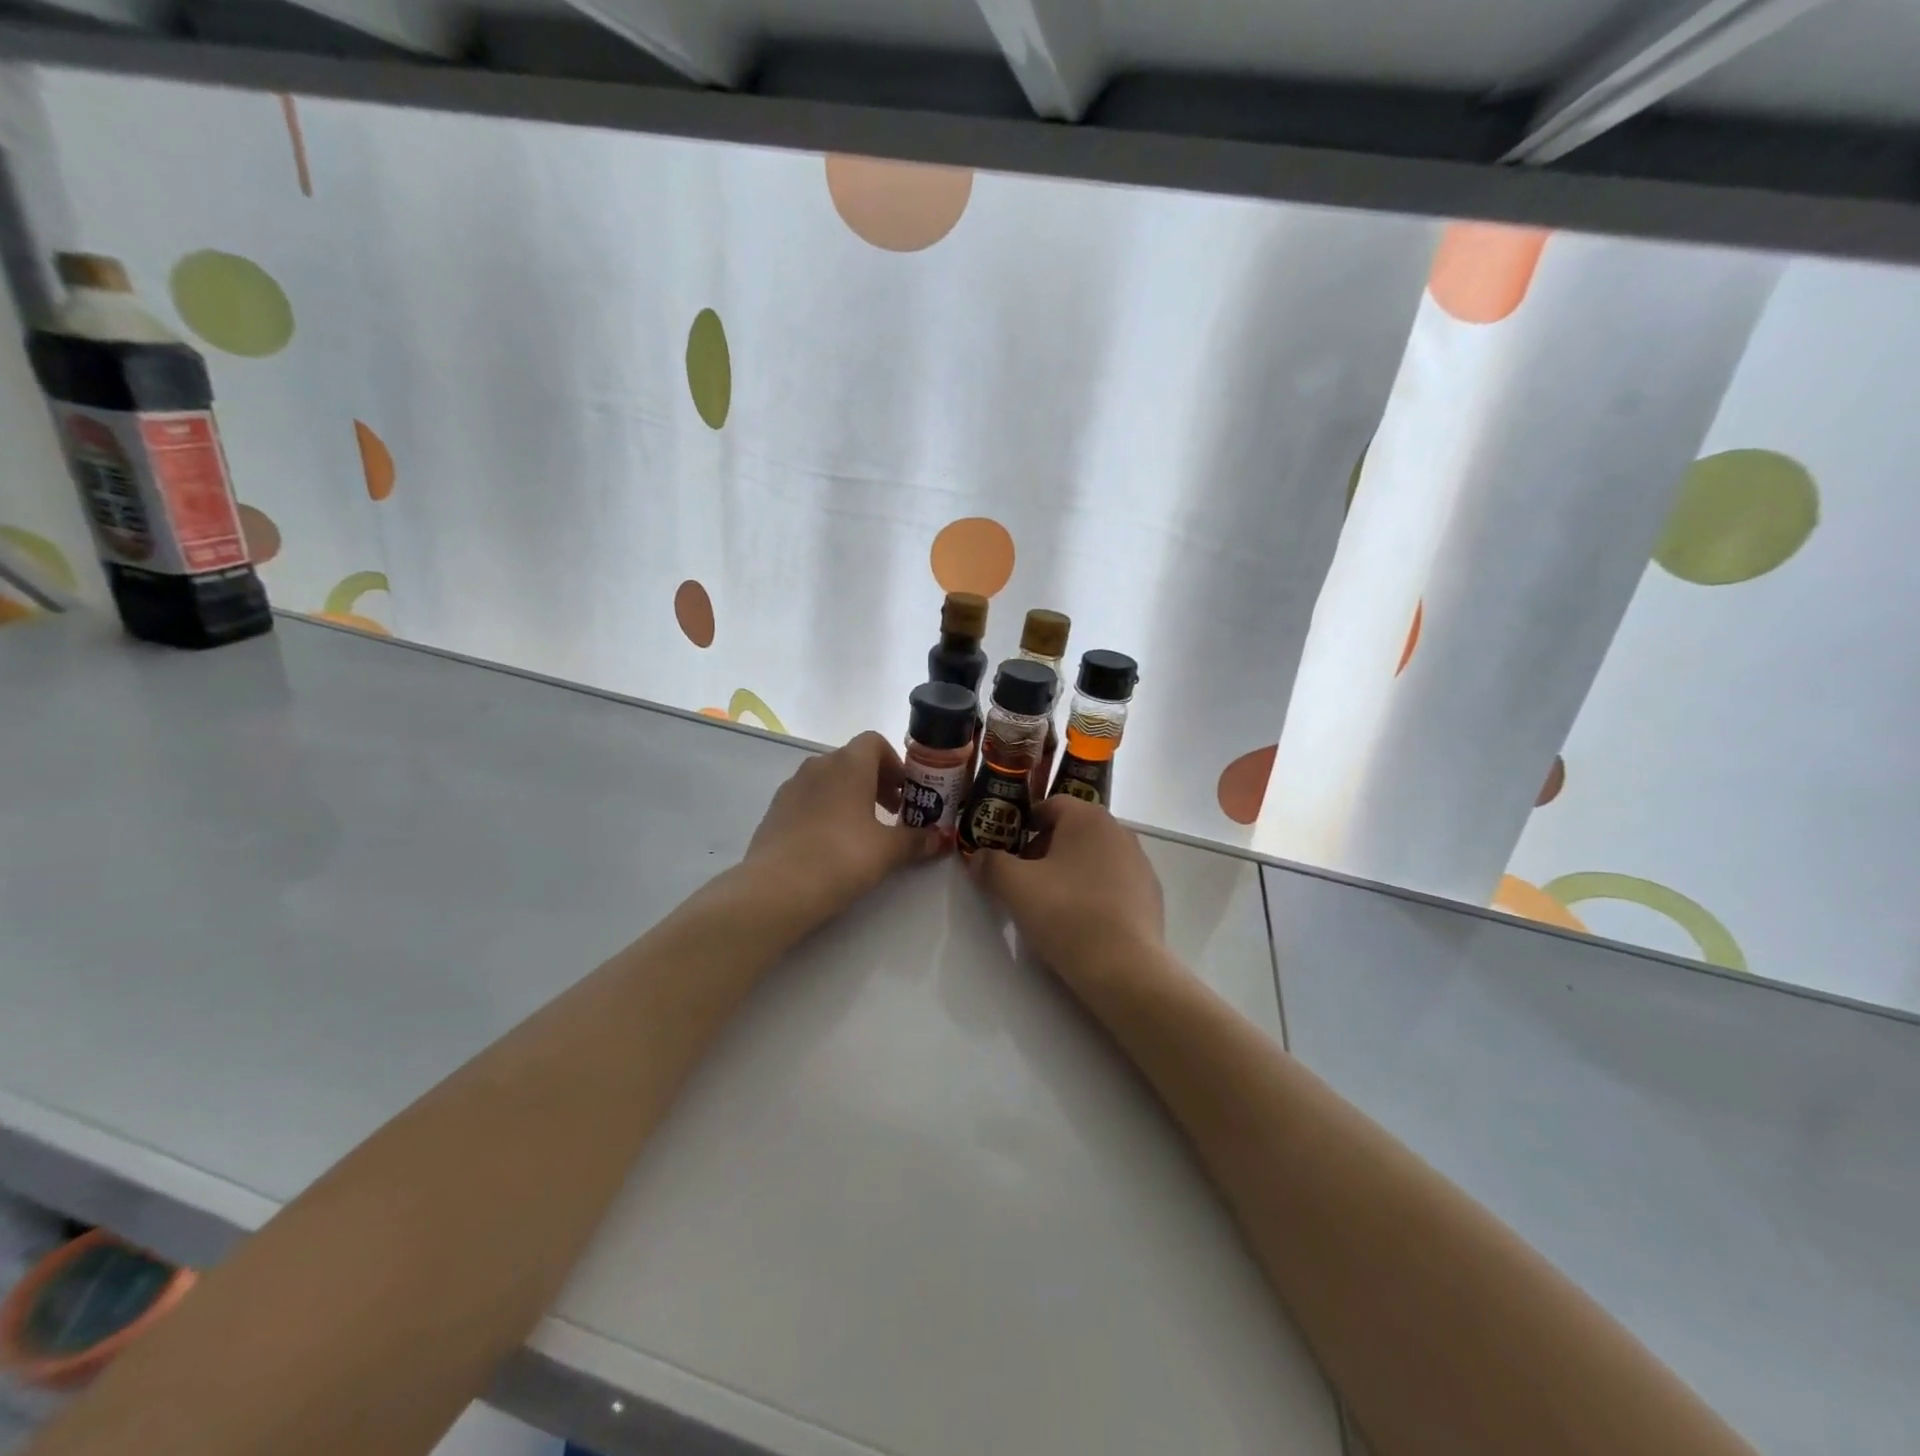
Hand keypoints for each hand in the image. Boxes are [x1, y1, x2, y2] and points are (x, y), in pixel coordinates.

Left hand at [743, 731, 944, 924]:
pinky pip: (809, 799)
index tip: (906, 793)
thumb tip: (941, 839)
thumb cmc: (841, 857)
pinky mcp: (775, 810)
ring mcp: (792, 786)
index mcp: (848, 764)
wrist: (776, 888)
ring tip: (863, 832)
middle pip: (853, 761)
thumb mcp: (887, 851)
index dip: (894, 763)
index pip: (874, 742)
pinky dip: (826, 811)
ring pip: (829, 780)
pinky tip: (832, 845)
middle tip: (892, 815)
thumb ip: (916, 840)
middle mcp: (818, 765)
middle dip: (877, 782)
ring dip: (851, 796)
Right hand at [966, 796, 1164, 986]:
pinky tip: (1081, 922)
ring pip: (1093, 858)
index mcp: (1088, 818)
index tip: (1007, 851)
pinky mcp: (1150, 895)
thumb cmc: (1067, 914)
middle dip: (1044, 850)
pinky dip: (1093, 893)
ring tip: (1050, 904)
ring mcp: (1140, 864)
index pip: (1050, 806)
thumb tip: (979, 857)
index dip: (1024, 825)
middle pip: (1072, 831)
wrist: (1125, 969)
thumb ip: (991, 864)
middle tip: (1023, 880)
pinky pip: (1112, 883)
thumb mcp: (1015, 887)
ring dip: (1069, 872)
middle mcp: (1119, 832)